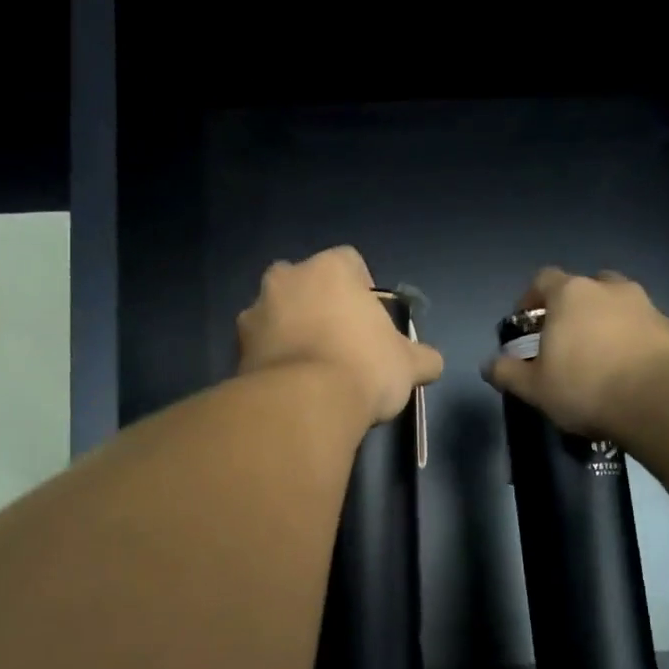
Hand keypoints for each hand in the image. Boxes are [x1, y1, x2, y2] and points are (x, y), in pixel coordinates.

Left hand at [236, 246, 444, 424]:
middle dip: (318, 305)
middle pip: (304, 283)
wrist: (304, 406)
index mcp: (329, 269)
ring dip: (290, 332)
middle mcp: (285, 279)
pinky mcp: (236, 350)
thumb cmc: (363, 368)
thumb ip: (422, 357)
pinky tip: (290, 388)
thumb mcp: (408, 364)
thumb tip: (431, 362)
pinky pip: (260, 348)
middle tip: (337, 342)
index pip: (349, 262)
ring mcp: (255, 313)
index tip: (369, 321)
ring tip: (310, 371)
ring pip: (276, 314)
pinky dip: (272, 361)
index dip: (362, 289)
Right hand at [482, 267, 668, 437]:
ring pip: (614, 304)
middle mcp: (607, 287)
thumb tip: (489, 364)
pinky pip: (638, 324)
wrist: (660, 400)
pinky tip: (624, 368)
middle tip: (563, 340)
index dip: (530, 299)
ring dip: (602, 321)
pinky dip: (628, 338)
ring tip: (597, 355)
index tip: (526, 326)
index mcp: (570, 293)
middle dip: (570, 309)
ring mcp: (643, 303)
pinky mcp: (668, 325)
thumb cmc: (586, 387)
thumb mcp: (534, 387)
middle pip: (582, 287)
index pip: (542, 280)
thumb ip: (507, 372)